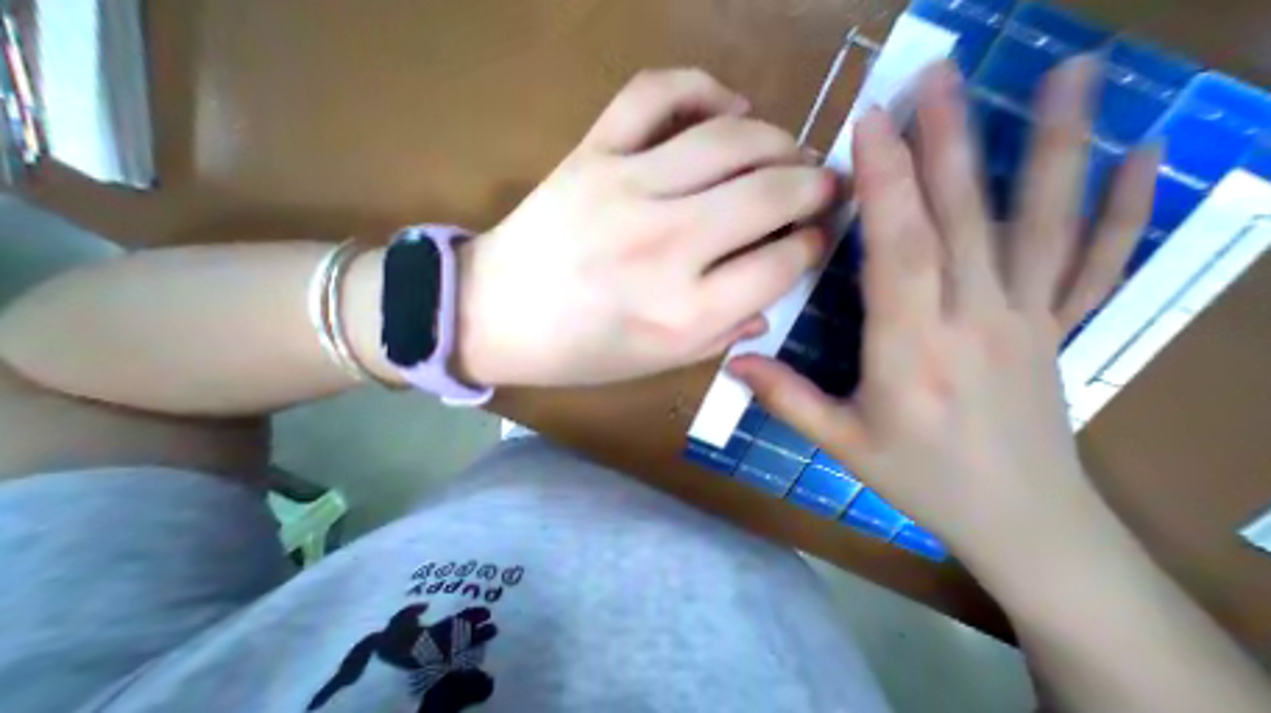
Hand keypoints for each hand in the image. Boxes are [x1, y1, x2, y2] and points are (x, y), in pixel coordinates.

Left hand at [455, 71, 837, 387]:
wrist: (496, 317)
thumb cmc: (579, 353)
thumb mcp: (658, 364)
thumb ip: (721, 335)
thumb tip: (770, 301)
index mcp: (685, 312)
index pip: (780, 265)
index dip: (811, 248)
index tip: (817, 240)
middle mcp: (667, 246)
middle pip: (772, 193)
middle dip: (816, 186)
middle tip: (826, 188)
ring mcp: (626, 189)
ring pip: (731, 138)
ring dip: (778, 140)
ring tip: (789, 154)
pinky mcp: (591, 154)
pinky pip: (658, 92)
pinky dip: (704, 87)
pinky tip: (727, 107)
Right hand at [735, 56, 1159, 566]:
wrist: (1021, 523)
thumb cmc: (920, 480)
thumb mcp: (841, 442)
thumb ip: (787, 398)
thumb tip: (735, 361)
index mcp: (913, 351)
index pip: (900, 251)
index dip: (885, 185)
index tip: (870, 126)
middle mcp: (975, 323)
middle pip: (962, 220)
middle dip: (946, 142)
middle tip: (935, 75)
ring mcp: (1028, 321)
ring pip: (1038, 225)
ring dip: (1050, 146)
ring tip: (1070, 71)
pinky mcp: (1058, 329)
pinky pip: (1097, 261)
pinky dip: (1124, 205)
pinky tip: (1150, 152)